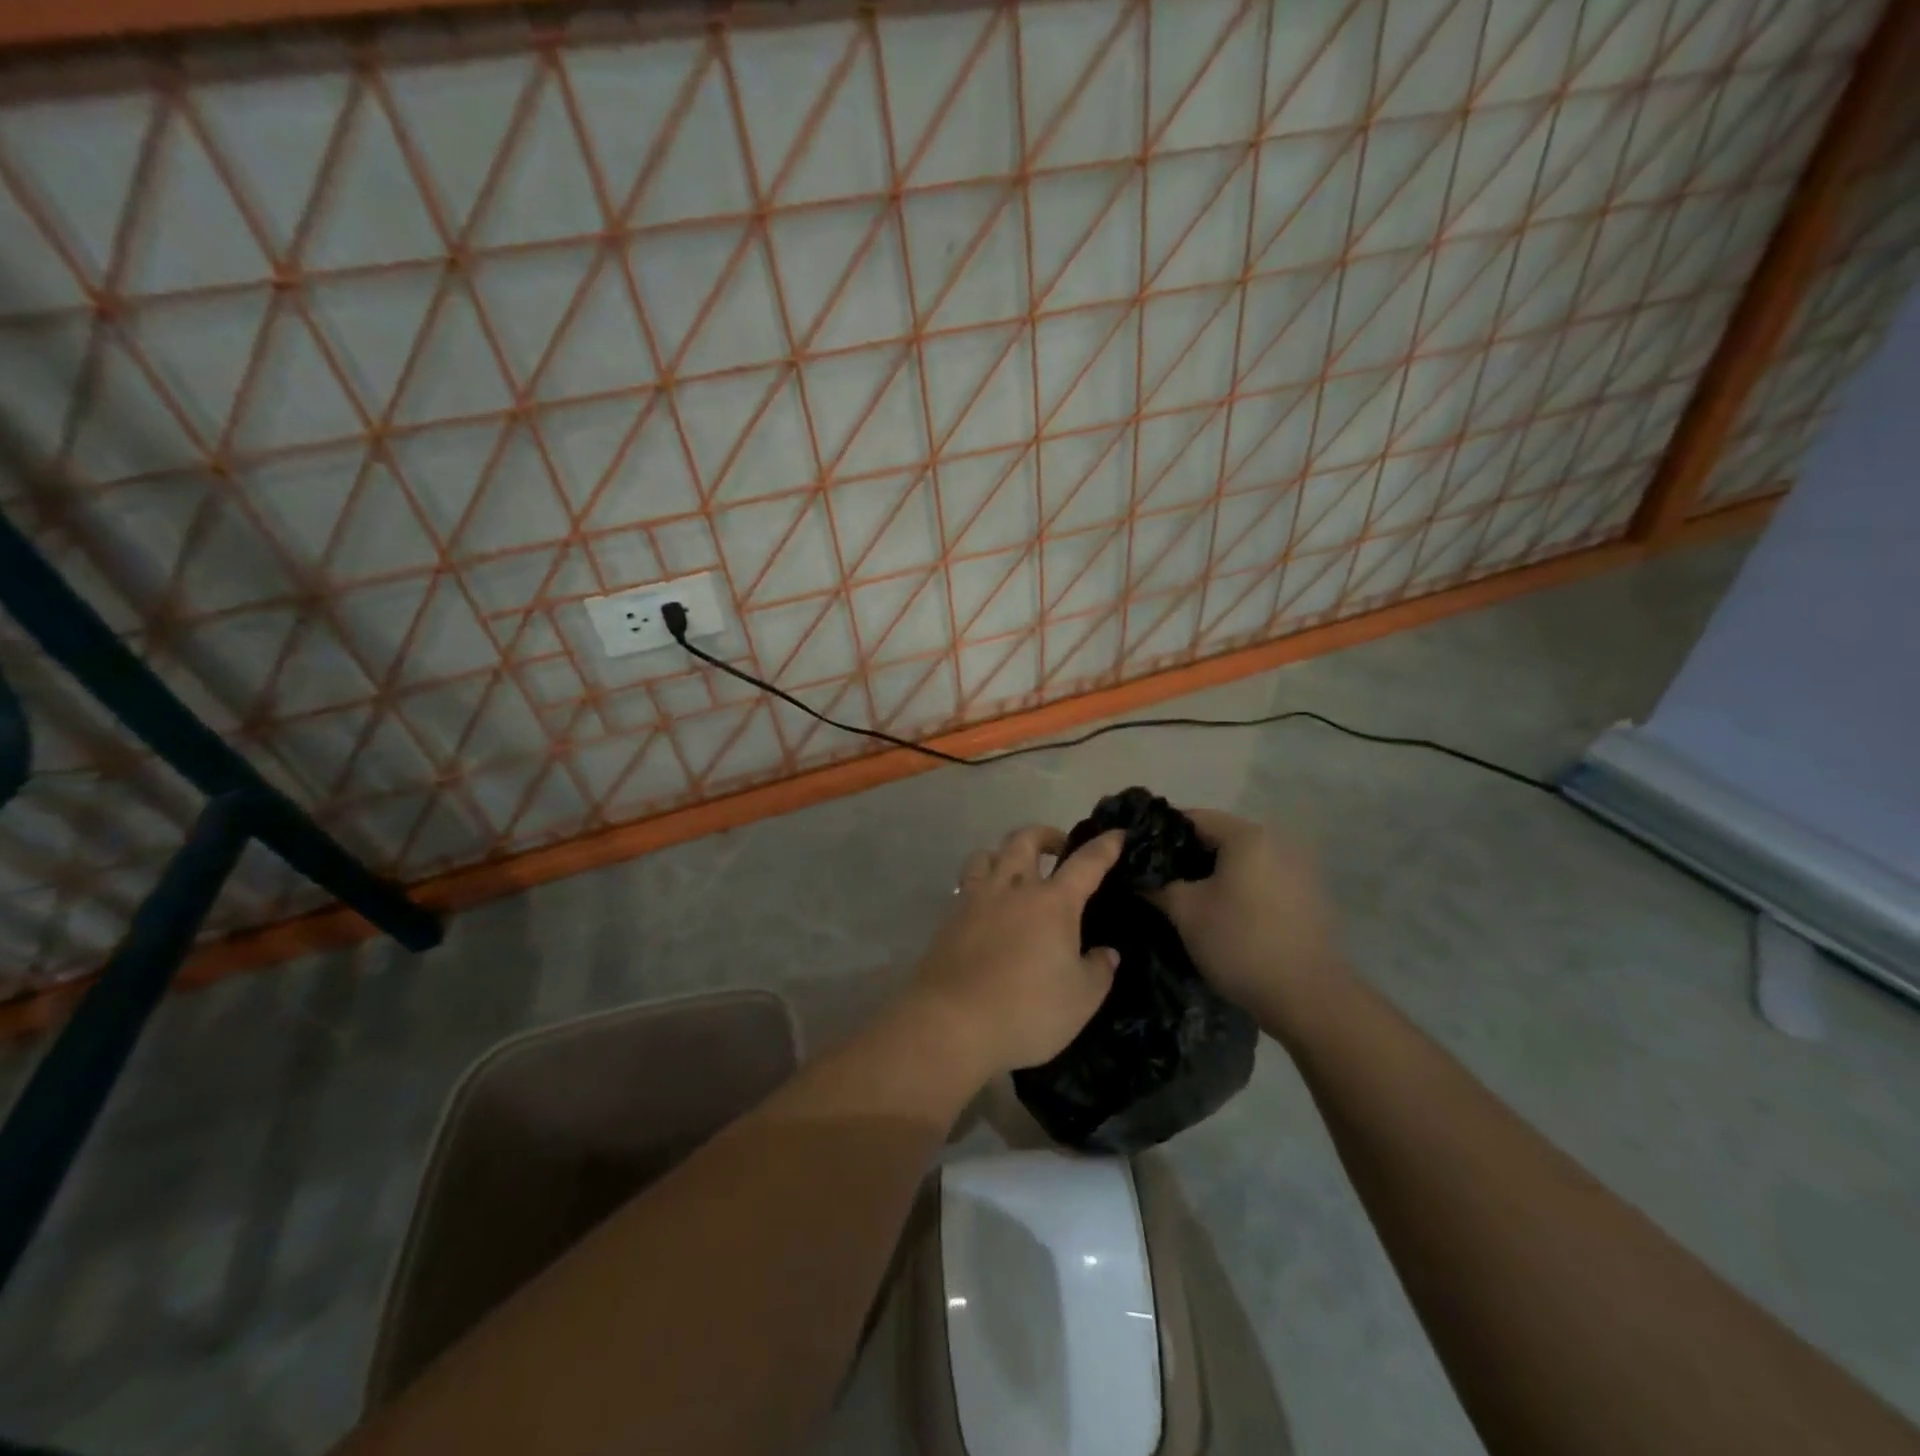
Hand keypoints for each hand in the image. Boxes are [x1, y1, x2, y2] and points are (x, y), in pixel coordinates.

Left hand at [908, 824, 1125, 1079]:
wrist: (951, 1023)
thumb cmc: (1027, 1011)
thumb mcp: (1081, 1000)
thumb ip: (1098, 970)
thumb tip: (1106, 953)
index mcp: (1053, 902)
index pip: (1086, 863)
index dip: (1105, 846)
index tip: (1118, 834)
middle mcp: (1013, 889)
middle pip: (1025, 840)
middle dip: (1046, 835)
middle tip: (1059, 847)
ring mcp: (976, 900)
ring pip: (986, 854)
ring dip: (1004, 853)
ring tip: (1014, 870)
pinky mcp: (949, 918)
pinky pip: (966, 884)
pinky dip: (980, 883)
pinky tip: (986, 906)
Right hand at [1149, 808, 1345, 1030]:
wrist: (1308, 998)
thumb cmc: (1240, 943)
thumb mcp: (1185, 912)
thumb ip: (1156, 885)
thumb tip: (1135, 874)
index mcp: (1247, 835)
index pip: (1192, 817)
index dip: (1159, 832)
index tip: (1136, 853)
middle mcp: (1277, 842)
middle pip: (1218, 837)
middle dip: (1185, 856)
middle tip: (1155, 878)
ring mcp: (1297, 870)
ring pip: (1240, 861)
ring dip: (1212, 874)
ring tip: (1183, 898)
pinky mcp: (1307, 897)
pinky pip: (1260, 880)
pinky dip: (1237, 889)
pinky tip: (1221, 914)